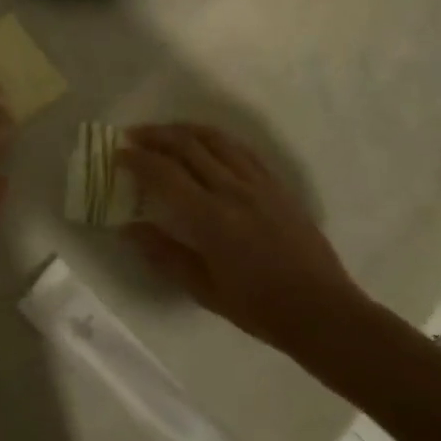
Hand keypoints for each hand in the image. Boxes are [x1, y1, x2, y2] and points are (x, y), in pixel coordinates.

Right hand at [118, 124, 373, 362]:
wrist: (322, 311)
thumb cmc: (259, 308)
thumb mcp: (204, 290)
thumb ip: (164, 254)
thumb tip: (129, 228)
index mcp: (211, 218)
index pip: (164, 173)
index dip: (137, 159)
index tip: (118, 155)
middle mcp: (232, 190)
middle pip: (187, 145)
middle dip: (155, 135)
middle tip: (133, 136)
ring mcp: (258, 183)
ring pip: (215, 139)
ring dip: (184, 129)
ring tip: (164, 132)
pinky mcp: (276, 184)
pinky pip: (240, 148)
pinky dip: (216, 138)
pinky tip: (206, 143)